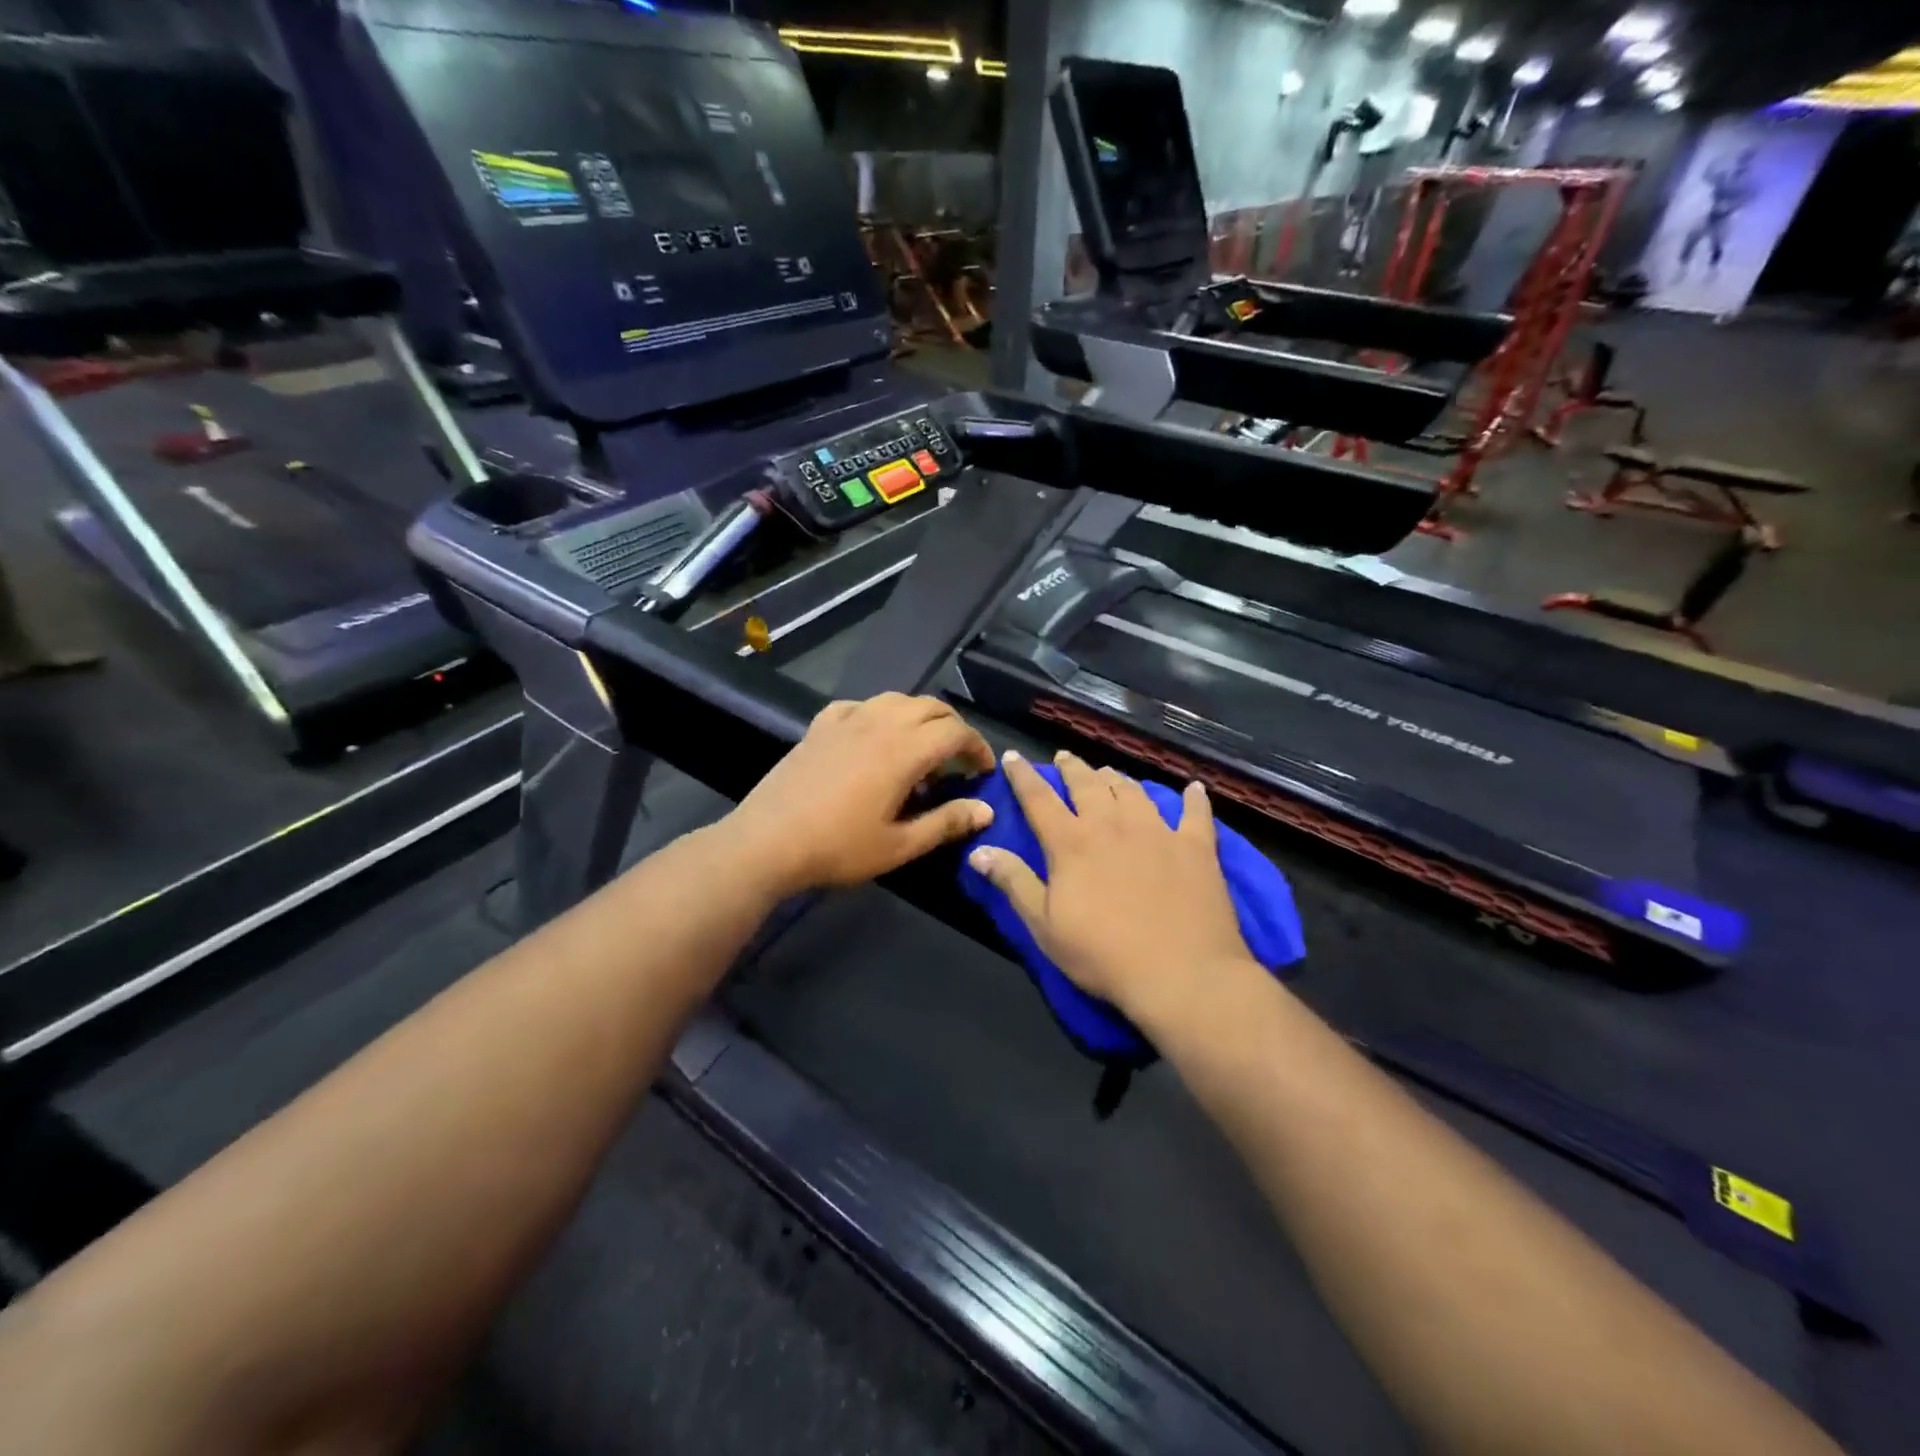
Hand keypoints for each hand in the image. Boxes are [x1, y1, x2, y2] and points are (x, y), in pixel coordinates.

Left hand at [724, 693, 996, 896]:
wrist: (768, 841)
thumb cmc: (838, 847)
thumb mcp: (900, 845)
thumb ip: (946, 822)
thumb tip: (986, 809)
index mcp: (905, 750)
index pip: (956, 733)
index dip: (978, 748)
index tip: (983, 771)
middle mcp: (880, 723)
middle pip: (931, 707)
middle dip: (954, 728)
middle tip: (959, 759)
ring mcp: (847, 720)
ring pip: (897, 699)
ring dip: (919, 716)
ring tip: (921, 746)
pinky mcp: (820, 725)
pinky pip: (859, 705)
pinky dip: (879, 714)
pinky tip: (873, 736)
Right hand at [967, 750, 1256, 1024]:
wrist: (1182, 973)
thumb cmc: (1103, 954)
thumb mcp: (1044, 926)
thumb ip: (1013, 882)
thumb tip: (978, 850)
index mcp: (1072, 843)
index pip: (1039, 799)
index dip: (1023, 776)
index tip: (1012, 756)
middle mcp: (1113, 825)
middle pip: (1088, 785)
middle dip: (1072, 768)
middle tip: (1064, 757)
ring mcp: (1158, 832)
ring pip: (1133, 792)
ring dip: (1116, 779)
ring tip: (1108, 772)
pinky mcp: (1196, 847)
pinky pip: (1195, 814)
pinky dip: (1193, 799)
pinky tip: (1194, 789)